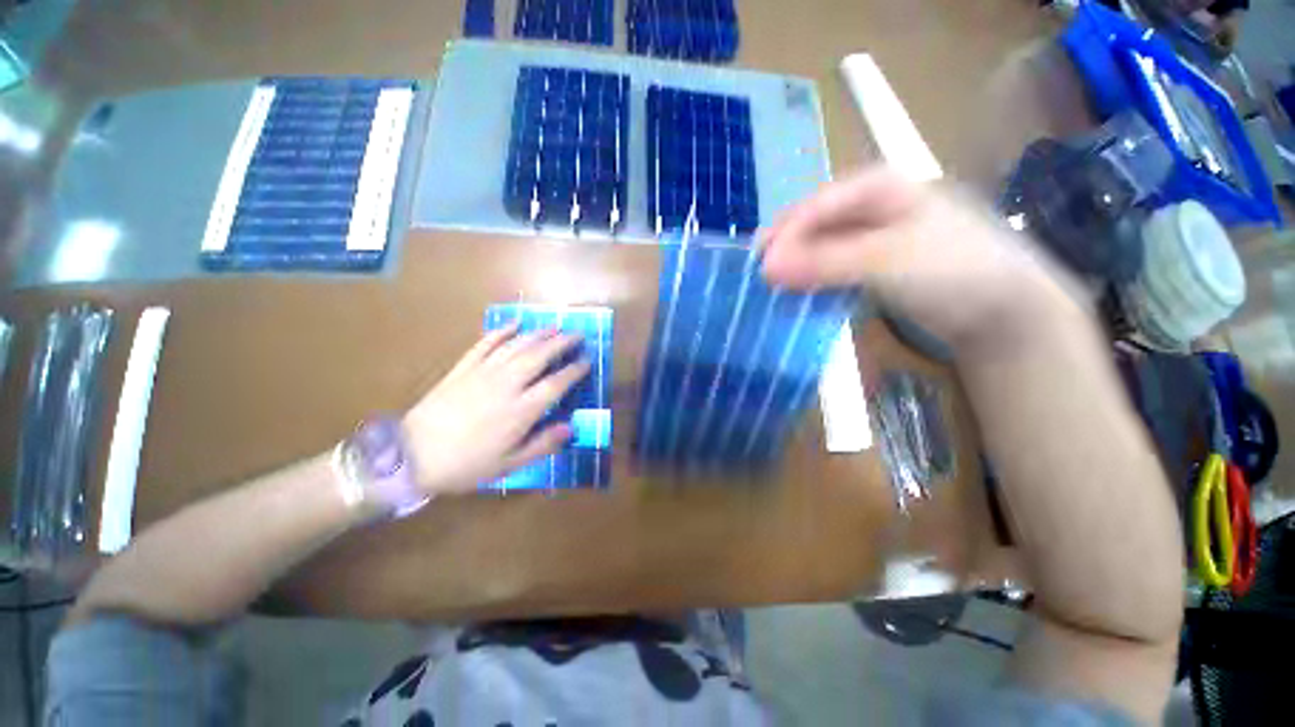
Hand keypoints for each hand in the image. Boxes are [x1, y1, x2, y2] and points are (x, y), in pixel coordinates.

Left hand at [402, 324, 589, 494]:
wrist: (411, 457)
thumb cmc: (466, 465)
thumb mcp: (509, 464)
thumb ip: (543, 445)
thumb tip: (570, 428)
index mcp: (520, 411)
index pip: (555, 383)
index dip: (574, 370)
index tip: (587, 361)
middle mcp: (506, 385)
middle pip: (539, 356)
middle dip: (561, 343)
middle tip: (577, 334)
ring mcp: (483, 373)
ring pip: (516, 346)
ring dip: (538, 334)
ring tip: (555, 326)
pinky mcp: (463, 368)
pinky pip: (485, 344)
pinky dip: (500, 331)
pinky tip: (513, 324)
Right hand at [760, 166, 1084, 354]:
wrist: (1005, 311)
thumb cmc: (953, 270)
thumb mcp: (886, 261)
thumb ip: (825, 262)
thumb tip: (766, 268)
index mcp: (878, 186)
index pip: (816, 205)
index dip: (785, 234)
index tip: (761, 268)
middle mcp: (871, 204)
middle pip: (813, 222)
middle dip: (785, 249)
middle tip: (760, 276)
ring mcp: (872, 235)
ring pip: (818, 245)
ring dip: (795, 266)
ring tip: (773, 287)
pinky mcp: (872, 263)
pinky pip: (830, 265)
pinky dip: (812, 279)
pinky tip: (800, 293)